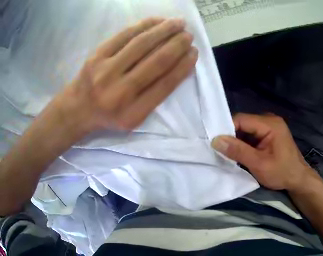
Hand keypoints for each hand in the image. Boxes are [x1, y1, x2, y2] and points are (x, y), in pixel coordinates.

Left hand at [52, 17, 197, 136]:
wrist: (78, 108)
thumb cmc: (108, 115)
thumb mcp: (132, 118)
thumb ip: (154, 96)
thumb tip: (178, 65)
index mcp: (132, 114)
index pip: (165, 85)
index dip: (183, 66)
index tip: (194, 53)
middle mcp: (120, 93)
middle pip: (156, 61)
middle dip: (178, 44)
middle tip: (189, 35)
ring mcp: (106, 72)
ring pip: (142, 43)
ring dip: (165, 30)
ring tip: (179, 23)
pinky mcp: (97, 55)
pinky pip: (125, 34)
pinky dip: (145, 24)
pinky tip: (158, 20)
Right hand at [211, 113, 316, 190]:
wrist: (298, 180)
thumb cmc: (282, 172)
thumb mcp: (258, 164)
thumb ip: (237, 151)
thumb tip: (215, 140)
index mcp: (270, 124)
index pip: (241, 119)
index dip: (226, 129)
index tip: (213, 142)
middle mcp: (269, 120)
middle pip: (242, 123)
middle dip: (230, 136)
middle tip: (217, 149)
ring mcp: (269, 127)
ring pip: (244, 130)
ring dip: (235, 141)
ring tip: (225, 152)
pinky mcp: (267, 135)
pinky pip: (249, 135)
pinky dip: (242, 144)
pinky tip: (236, 153)